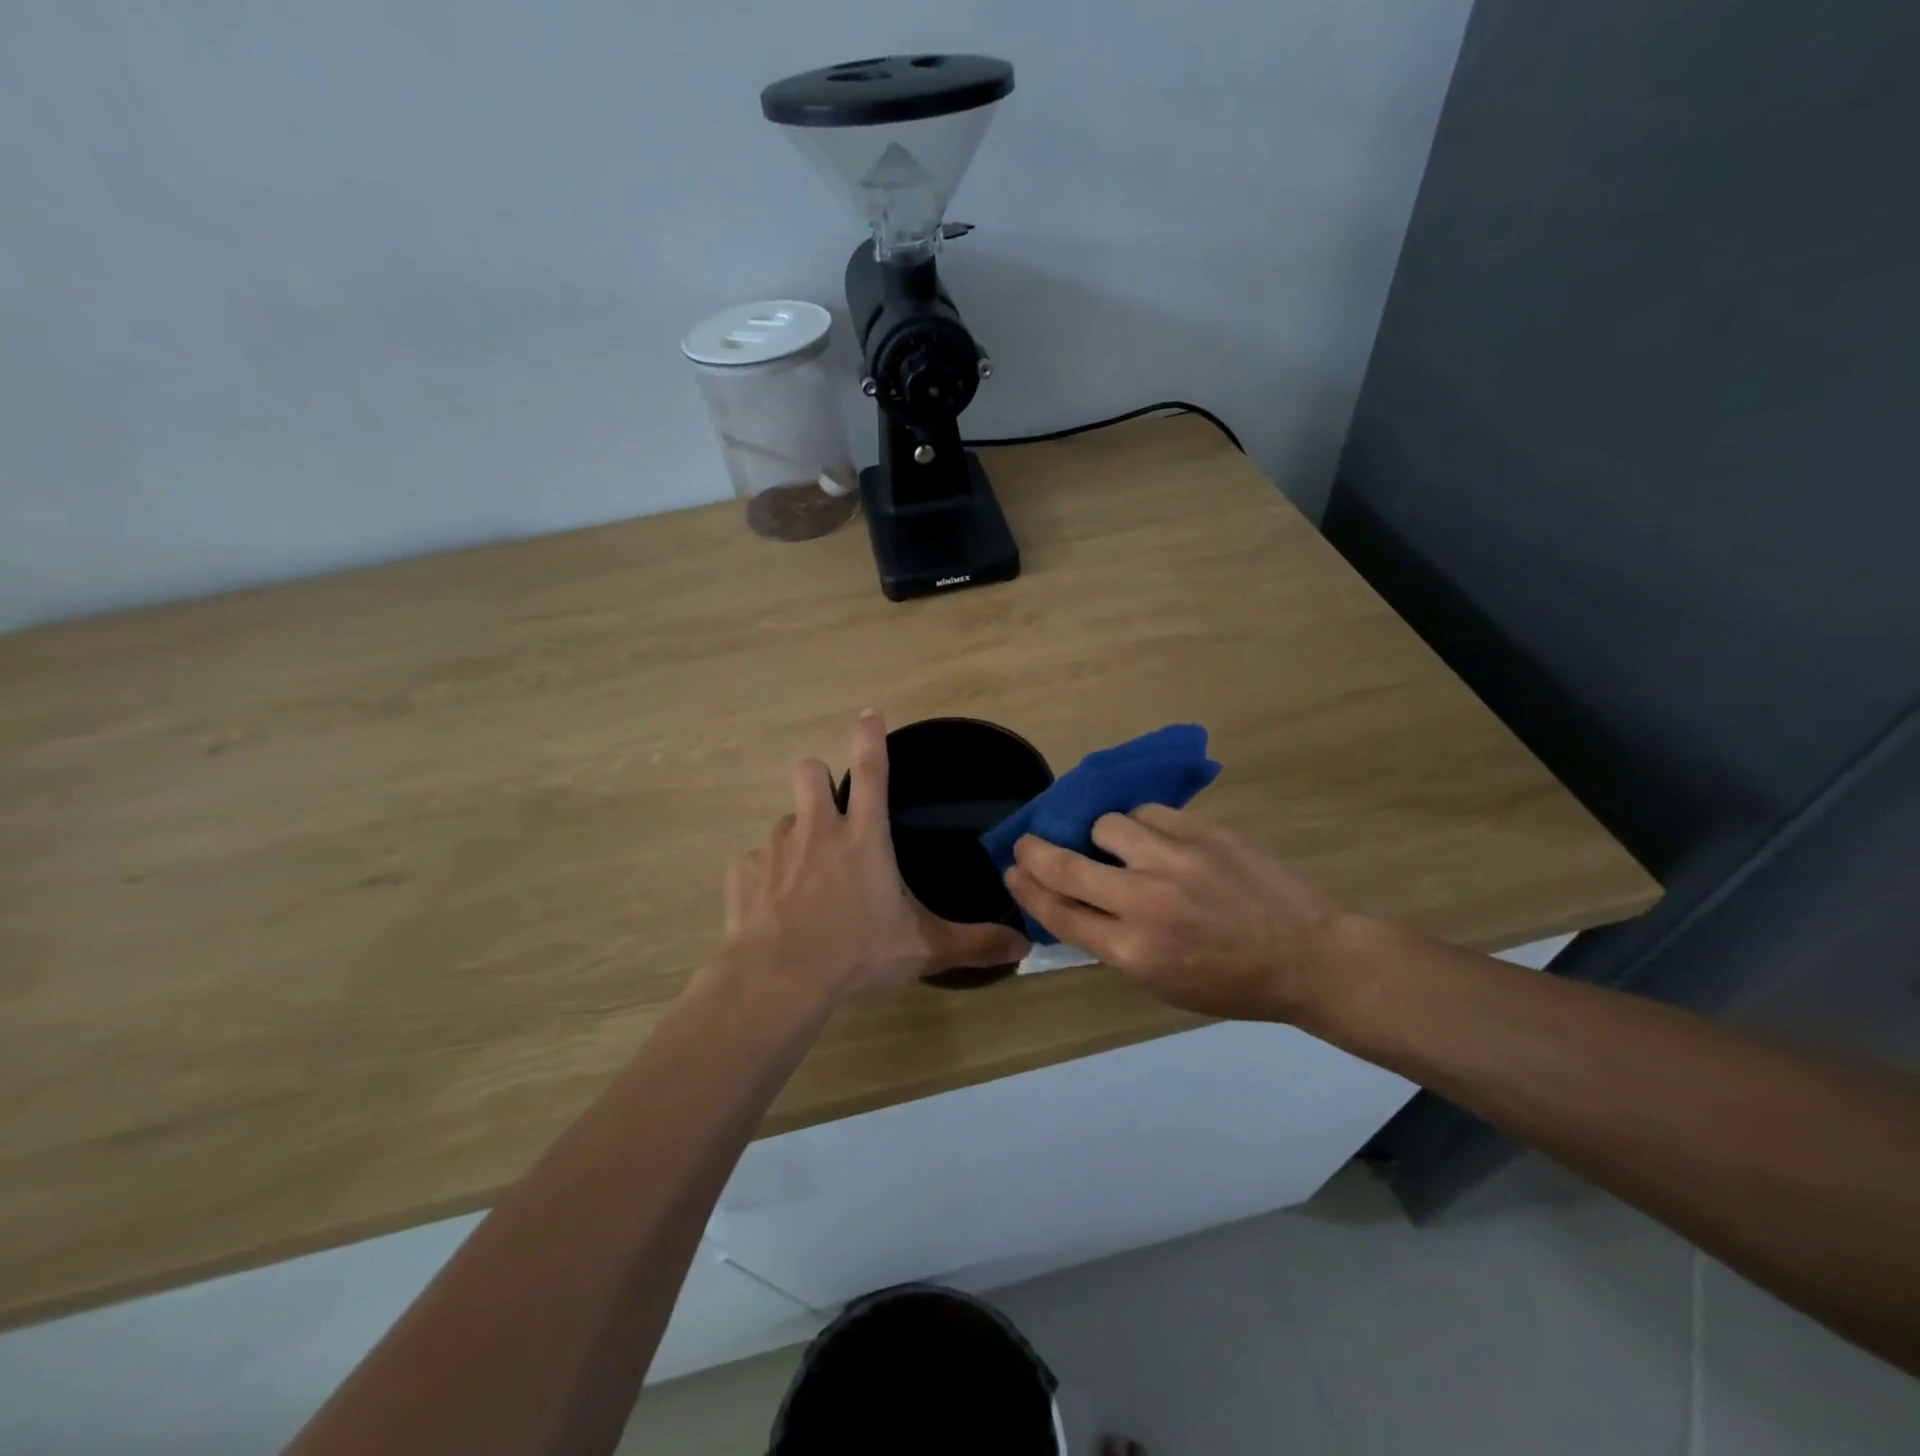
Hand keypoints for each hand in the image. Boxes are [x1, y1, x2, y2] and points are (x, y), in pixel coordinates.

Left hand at [722, 711, 1030, 998]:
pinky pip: (756, 863)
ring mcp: (776, 848)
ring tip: (804, 882)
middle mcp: (818, 830)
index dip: (870, 738)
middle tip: (828, 815)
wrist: (778, 980)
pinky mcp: (743, 872)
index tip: (867, 714)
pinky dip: (767, 878)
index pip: (872, 772)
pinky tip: (774, 911)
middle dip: (817, 779)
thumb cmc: (856, 955)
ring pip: (784, 821)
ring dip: (796, 839)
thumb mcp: (923, 950)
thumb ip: (974, 944)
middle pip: (809, 772)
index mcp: (864, 838)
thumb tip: (1025, 946)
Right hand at [1002, 805, 1345, 1023]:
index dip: (1026, 889)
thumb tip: (1072, 902)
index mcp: (1134, 951)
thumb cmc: (1231, 984)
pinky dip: (1141, 824)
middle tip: (1027, 844)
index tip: (1012, 872)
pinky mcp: (1203, 832)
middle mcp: (1146, 901)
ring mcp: (1176, 860)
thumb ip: (1112, 943)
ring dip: (1100, 835)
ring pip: (1107, 824)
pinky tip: (1153, 836)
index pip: (1058, 913)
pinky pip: (1149, 812)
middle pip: (1065, 865)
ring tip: (1116, 844)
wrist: (1306, 956)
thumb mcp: (1161, 983)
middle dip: (1034, 851)